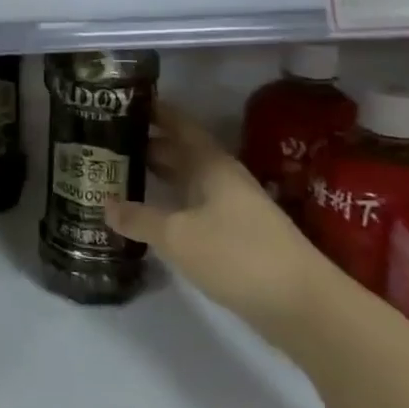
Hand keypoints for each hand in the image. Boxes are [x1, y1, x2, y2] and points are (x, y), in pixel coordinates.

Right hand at [105, 101, 335, 344]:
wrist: (304, 306)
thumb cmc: (237, 255)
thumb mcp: (177, 236)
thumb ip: (139, 218)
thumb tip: (104, 204)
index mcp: (211, 164)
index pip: (178, 124)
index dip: (153, 110)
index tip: (122, 101)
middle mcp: (222, 178)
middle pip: (181, 152)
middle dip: (146, 145)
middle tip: (106, 142)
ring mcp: (233, 207)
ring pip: (187, 180)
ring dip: (158, 176)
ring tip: (120, 175)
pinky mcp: (237, 236)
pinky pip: (194, 207)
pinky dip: (170, 204)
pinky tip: (150, 217)